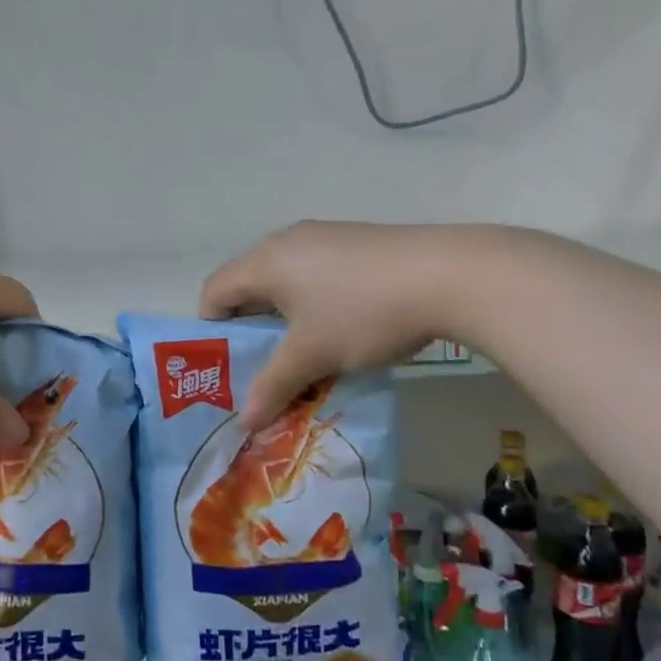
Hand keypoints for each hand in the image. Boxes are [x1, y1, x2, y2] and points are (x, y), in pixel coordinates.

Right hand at [201, 221, 464, 428]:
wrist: (449, 274)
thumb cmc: (363, 313)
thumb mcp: (314, 356)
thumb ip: (273, 387)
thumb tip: (245, 423)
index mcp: (265, 261)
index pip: (214, 290)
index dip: (210, 330)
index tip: (228, 365)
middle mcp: (287, 241)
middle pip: (248, 284)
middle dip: (250, 328)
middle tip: (263, 367)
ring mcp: (325, 237)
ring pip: (285, 281)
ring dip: (284, 318)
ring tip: (305, 353)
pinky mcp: (356, 242)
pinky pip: (315, 274)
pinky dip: (313, 303)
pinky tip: (342, 328)